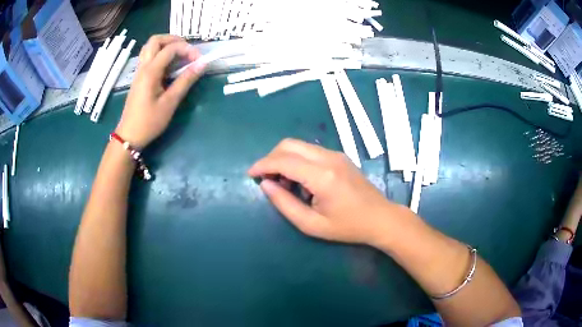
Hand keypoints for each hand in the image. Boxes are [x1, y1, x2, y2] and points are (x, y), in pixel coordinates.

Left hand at [115, 35, 205, 148]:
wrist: (129, 136)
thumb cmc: (149, 122)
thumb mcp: (170, 102)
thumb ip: (185, 81)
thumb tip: (202, 64)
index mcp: (150, 72)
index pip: (170, 49)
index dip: (188, 50)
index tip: (199, 60)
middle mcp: (143, 67)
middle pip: (155, 40)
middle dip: (173, 39)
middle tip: (187, 49)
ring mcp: (139, 71)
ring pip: (150, 47)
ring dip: (165, 45)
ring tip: (179, 55)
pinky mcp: (139, 77)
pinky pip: (148, 56)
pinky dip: (160, 54)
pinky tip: (169, 65)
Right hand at [248, 139, 397, 244]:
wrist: (380, 218)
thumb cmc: (348, 226)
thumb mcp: (312, 224)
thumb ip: (285, 204)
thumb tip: (265, 185)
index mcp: (322, 176)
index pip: (283, 160)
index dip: (263, 165)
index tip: (250, 174)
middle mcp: (328, 157)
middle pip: (289, 144)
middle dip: (271, 158)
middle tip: (265, 179)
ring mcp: (335, 154)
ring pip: (299, 146)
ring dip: (284, 159)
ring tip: (283, 184)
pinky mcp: (339, 156)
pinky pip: (310, 151)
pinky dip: (297, 160)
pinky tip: (300, 181)